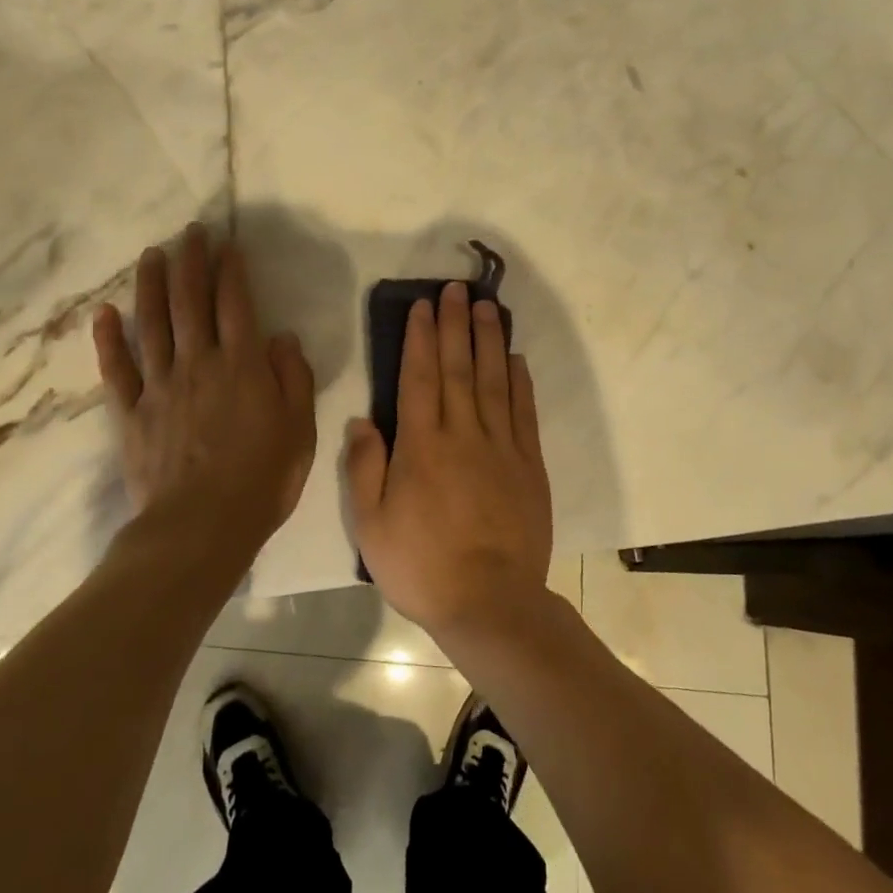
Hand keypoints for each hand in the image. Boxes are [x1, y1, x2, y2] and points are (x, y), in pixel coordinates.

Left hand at [92, 225, 315, 557]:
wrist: (201, 527)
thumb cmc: (262, 480)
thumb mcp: (300, 429)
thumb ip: (293, 378)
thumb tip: (280, 338)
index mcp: (242, 366)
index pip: (235, 304)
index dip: (230, 270)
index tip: (227, 243)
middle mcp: (198, 363)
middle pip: (191, 302)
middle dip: (190, 262)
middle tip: (189, 232)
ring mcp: (160, 386)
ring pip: (152, 324)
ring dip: (151, 285)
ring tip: (151, 255)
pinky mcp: (131, 413)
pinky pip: (116, 369)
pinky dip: (108, 339)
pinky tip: (104, 313)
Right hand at [345, 281, 552, 636]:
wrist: (490, 603)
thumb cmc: (422, 566)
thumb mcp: (371, 525)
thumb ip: (365, 467)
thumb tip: (363, 419)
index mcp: (421, 446)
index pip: (420, 377)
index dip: (421, 337)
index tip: (423, 306)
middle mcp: (463, 434)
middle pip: (458, 368)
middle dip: (455, 324)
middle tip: (456, 289)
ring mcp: (501, 447)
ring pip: (494, 381)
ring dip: (489, 340)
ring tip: (487, 307)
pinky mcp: (529, 465)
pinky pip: (524, 412)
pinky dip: (520, 382)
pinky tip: (516, 358)